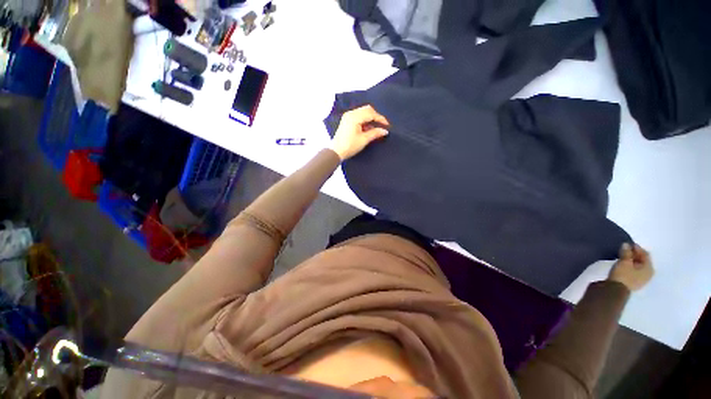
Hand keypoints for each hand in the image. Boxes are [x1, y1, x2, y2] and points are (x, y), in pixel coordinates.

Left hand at [330, 105, 389, 160]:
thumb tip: (385, 131)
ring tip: (376, 128)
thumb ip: (375, 133)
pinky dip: (365, 121)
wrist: (336, 151)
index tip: (387, 125)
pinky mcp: (347, 121)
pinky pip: (358, 116)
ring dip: (370, 119)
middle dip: (376, 117)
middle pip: (367, 110)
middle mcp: (351, 113)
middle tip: (382, 125)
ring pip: (363, 112)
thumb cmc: (350, 146)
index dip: (380, 119)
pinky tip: (368, 128)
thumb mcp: (364, 140)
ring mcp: (348, 116)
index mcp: (354, 117)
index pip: (371, 113)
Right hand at [608, 243, 653, 290]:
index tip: (628, 243)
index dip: (637, 248)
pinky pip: (634, 270)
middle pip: (642, 260)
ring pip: (638, 265)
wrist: (616, 290)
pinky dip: (630, 265)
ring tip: (623, 255)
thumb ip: (626, 252)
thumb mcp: (624, 262)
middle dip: (634, 254)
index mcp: (649, 268)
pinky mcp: (634, 281)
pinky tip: (623, 264)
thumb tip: (626, 244)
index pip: (645, 254)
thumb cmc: (623, 275)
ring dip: (632, 259)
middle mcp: (648, 273)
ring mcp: (641, 278)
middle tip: (625, 249)